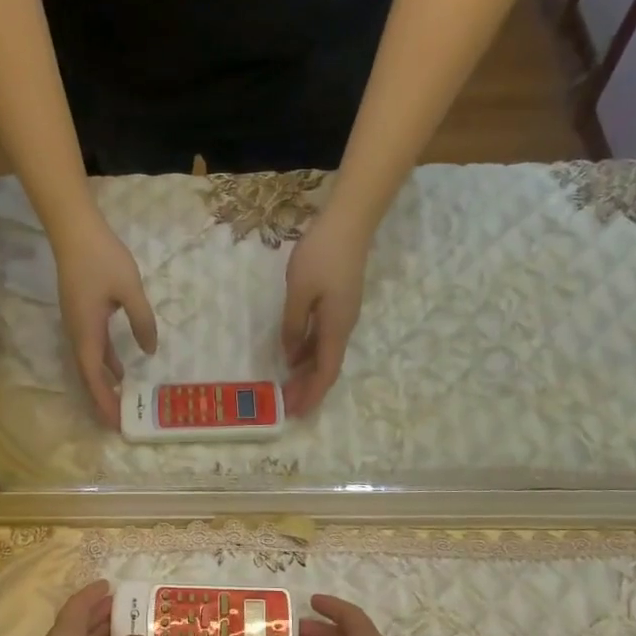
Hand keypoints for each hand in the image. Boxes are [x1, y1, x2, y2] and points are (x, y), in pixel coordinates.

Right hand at [53, 206, 157, 427]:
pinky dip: (105, 364)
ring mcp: (77, 324)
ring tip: (122, 402)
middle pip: (88, 375)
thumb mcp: (130, 290)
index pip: (93, 375)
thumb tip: (150, 351)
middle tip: (119, 421)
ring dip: (103, 384)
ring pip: (89, 363)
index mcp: (86, 331)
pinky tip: (119, 370)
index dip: (104, 400)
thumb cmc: (102, 258)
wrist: (74, 230)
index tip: (116, 422)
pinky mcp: (81, 315)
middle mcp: (77, 333)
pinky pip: (92, 349)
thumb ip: (142, 321)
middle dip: (103, 400)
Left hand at [281, 206, 369, 415]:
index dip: (311, 393)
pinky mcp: (338, 305)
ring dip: (307, 373)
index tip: (296, 412)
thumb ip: (293, 325)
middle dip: (307, 388)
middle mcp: (343, 327)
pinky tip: (294, 357)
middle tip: (286, 406)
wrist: (349, 223)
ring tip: (288, 388)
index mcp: (336, 327)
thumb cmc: (321, 255)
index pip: (325, 371)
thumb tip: (291, 356)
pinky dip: (309, 353)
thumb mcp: (299, 292)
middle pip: (326, 366)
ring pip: (325, 353)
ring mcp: (342, 316)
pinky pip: (324, 338)